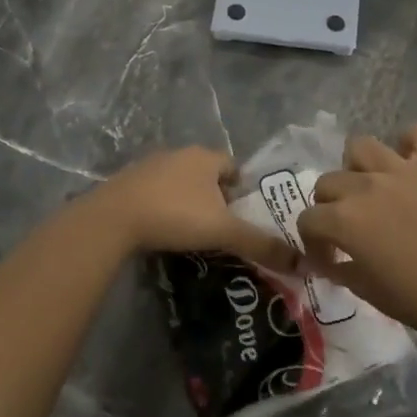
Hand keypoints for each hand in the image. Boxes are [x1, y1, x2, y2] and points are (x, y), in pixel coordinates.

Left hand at [86, 147, 299, 272]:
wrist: (113, 218)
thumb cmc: (175, 215)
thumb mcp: (223, 231)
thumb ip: (261, 244)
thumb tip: (303, 263)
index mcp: (205, 157)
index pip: (233, 166)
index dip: (242, 190)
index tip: (243, 216)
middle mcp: (178, 154)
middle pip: (206, 174)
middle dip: (215, 197)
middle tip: (221, 227)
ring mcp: (149, 166)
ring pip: (179, 182)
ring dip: (187, 201)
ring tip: (192, 232)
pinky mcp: (127, 183)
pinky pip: (154, 193)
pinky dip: (163, 207)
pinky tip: (162, 230)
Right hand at [297, 123, 416, 344]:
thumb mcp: (373, 295)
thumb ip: (345, 273)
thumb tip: (334, 263)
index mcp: (346, 221)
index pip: (308, 220)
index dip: (313, 242)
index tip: (329, 260)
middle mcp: (367, 187)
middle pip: (328, 182)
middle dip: (330, 206)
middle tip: (349, 229)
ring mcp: (404, 169)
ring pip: (361, 146)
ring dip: (358, 167)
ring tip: (372, 188)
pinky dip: (411, 143)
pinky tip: (412, 162)